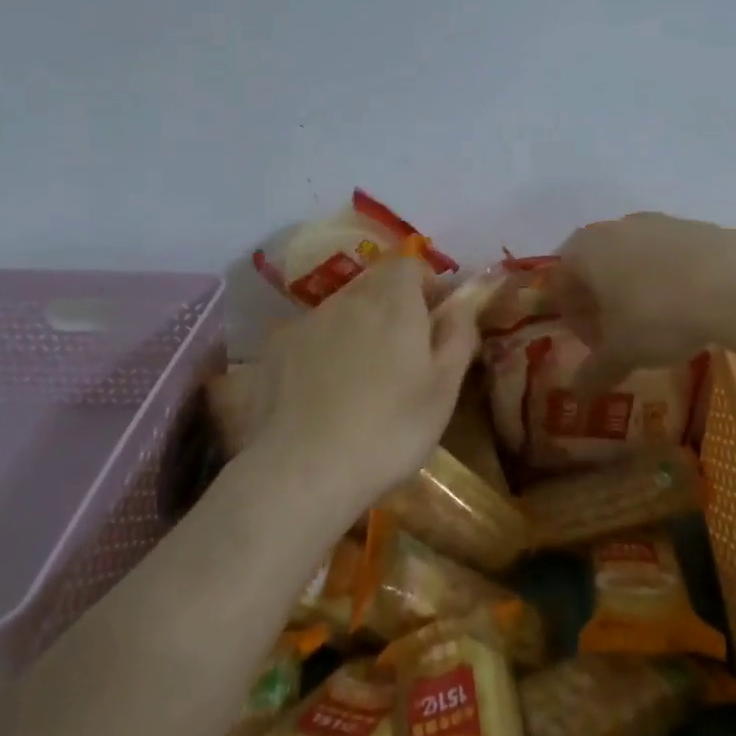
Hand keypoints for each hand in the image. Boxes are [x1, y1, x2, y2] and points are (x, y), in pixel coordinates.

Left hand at [243, 258, 480, 511]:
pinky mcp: (274, 350)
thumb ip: (458, 336)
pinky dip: (322, 352)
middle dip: (392, 307)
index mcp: (393, 301)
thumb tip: (462, 303)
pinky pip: (309, 337)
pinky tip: (322, 395)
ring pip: (340, 311)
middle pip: (374, 284)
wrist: (301, 471)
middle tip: (403, 355)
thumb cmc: (390, 430)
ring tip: (361, 381)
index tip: (434, 320)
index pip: (409, 263)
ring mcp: (305, 322)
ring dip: (356, 329)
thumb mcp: (444, 389)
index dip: (425, 284)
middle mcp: (347, 299)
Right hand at [551, 213, 735, 394]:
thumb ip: (595, 371)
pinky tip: (689, 307)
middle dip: (602, 302)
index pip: (561, 282)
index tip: (595, 345)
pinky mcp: (693, 226)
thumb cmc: (658, 315)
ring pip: (632, 258)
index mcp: (584, 251)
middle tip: (621, 335)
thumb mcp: (622, 352)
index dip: (573, 318)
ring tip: (658, 323)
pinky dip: (668, 279)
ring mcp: (656, 222)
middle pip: (595, 266)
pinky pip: (667, 255)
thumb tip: (576, 393)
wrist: (735, 281)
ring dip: (635, 289)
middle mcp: (614, 228)